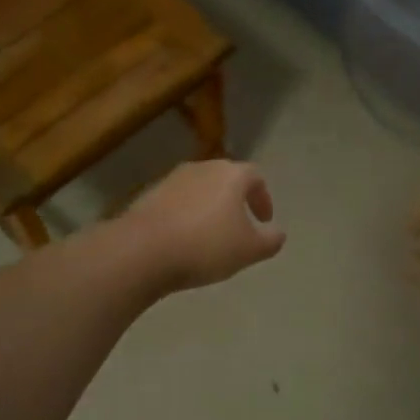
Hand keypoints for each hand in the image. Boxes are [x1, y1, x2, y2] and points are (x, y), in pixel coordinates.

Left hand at [119, 160, 285, 293]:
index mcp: (231, 174)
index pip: (255, 177)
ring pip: (199, 190)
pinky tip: (184, 240)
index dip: (263, 197)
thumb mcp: (249, 250)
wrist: (141, 250)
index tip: (264, 220)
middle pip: (225, 179)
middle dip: (236, 200)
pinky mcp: (148, 195)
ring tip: (211, 236)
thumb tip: (278, 233)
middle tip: (240, 225)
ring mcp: (171, 179)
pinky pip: (176, 202)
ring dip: (209, 208)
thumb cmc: (205, 246)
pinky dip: (186, 216)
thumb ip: (270, 240)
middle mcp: (201, 168)